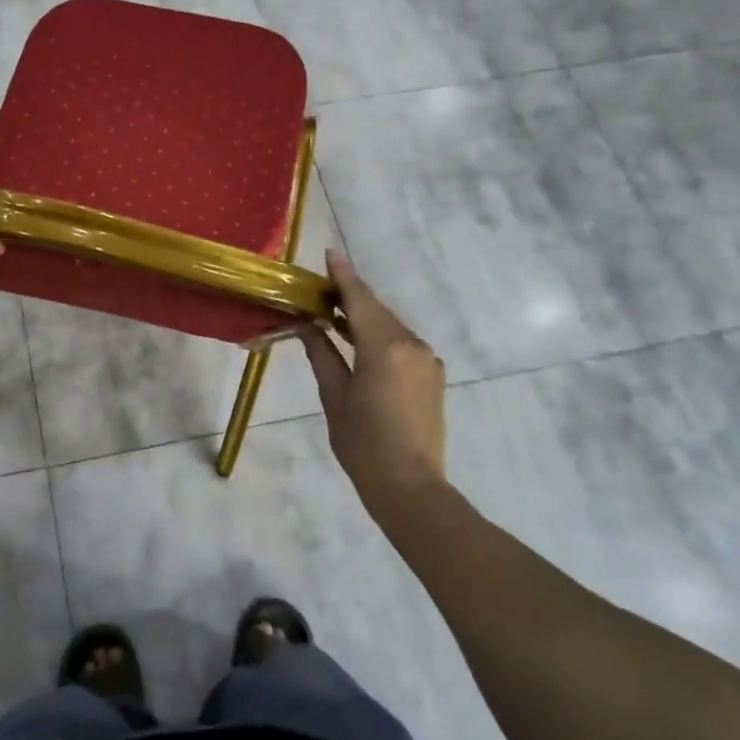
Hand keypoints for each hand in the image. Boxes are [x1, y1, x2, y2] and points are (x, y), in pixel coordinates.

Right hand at [300, 252, 448, 511]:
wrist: (410, 486)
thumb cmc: (362, 442)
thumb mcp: (334, 395)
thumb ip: (322, 353)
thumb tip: (307, 324)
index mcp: (385, 347)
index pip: (360, 300)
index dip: (343, 276)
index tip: (330, 253)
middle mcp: (412, 345)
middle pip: (376, 311)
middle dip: (350, 297)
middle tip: (320, 291)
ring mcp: (427, 359)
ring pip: (390, 327)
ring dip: (364, 318)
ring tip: (333, 316)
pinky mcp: (432, 374)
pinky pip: (402, 344)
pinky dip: (379, 336)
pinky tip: (359, 344)